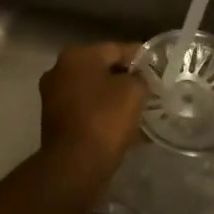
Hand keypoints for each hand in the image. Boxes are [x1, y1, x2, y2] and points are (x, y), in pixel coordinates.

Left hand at [39, 42, 147, 185]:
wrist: (75, 165)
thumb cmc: (105, 119)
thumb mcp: (134, 91)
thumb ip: (140, 77)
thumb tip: (138, 79)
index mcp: (77, 55)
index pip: (116, 48)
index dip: (140, 58)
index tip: (159, 68)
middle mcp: (60, 70)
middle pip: (102, 69)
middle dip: (126, 79)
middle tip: (151, 90)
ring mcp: (54, 95)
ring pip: (94, 91)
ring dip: (115, 98)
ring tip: (141, 110)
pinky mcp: (55, 120)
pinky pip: (86, 110)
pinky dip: (103, 114)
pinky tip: (125, 127)